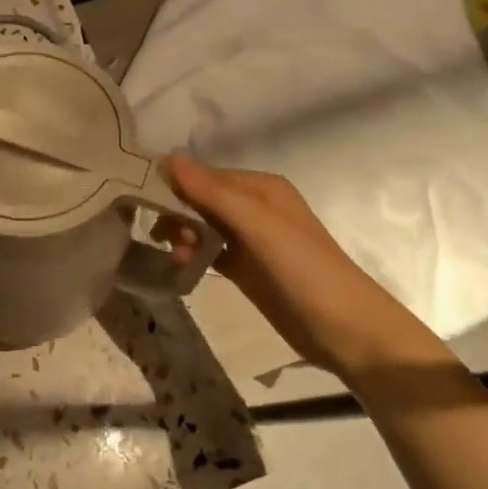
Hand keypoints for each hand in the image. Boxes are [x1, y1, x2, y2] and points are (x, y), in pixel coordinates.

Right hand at [162, 155, 444, 380]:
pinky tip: (181, 265)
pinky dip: (193, 254)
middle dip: (177, 213)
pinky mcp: (247, 269)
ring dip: (184, 235)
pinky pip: (210, 251)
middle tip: (162, 237)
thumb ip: (212, 193)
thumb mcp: (257, 225)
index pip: (205, 175)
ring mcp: (251, 240)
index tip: (142, 203)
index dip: (175, 186)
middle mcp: (255, 208)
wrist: (345, 330)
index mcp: (261, 189)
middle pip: (201, 200)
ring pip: (203, 226)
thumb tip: (167, 159)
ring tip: (177, 257)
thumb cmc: (303, 269)